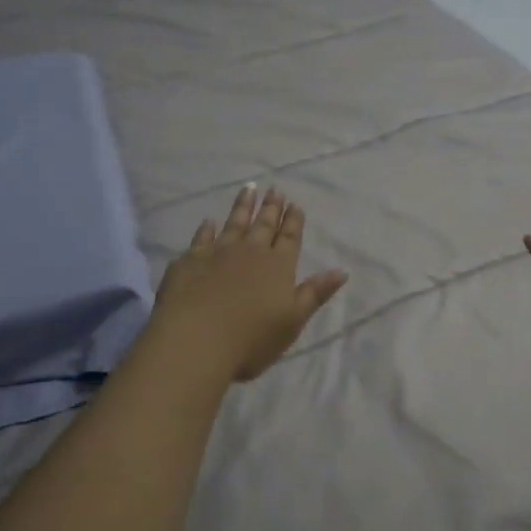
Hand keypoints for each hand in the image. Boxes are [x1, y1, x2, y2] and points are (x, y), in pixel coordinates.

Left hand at [153, 184, 348, 381]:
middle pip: (264, 225)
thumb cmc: (251, 338)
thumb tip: (341, 271)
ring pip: (234, 223)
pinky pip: (201, 238)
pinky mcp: (190, 261)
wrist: (195, 341)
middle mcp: (250, 252)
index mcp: (278, 266)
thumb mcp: (293, 320)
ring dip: (243, 206)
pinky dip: (206, 228)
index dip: (293, 221)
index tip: (296, 204)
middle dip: (271, 207)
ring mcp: (218, 253)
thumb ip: (315, 293)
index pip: (290, 238)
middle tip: (275, 189)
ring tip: (249, 188)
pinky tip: (209, 221)